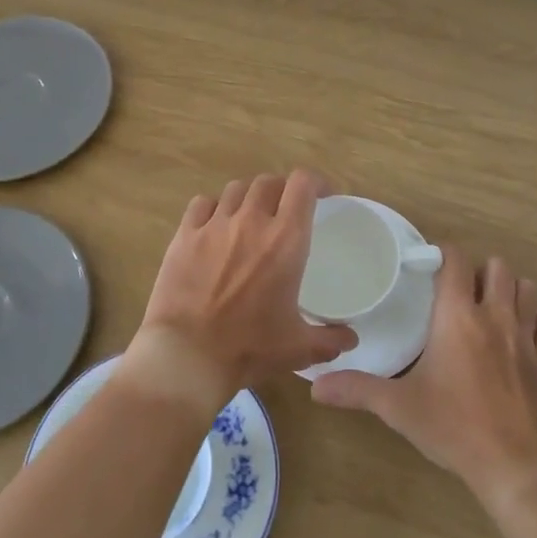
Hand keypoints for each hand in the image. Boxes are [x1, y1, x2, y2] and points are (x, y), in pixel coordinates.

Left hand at [124, 170, 356, 413]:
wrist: (188, 356)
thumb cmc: (249, 348)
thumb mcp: (299, 348)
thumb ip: (330, 340)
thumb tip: (351, 338)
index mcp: (285, 240)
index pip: (303, 185)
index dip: (315, 182)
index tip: (323, 196)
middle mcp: (251, 221)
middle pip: (269, 182)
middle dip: (281, 190)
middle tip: (285, 210)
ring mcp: (214, 225)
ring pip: (236, 189)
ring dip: (249, 197)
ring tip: (250, 215)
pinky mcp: (185, 235)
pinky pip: (202, 204)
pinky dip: (213, 208)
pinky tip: (215, 225)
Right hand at [312, 247, 536, 506]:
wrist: (514, 464)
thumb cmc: (453, 426)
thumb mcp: (399, 407)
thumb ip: (357, 390)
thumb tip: (315, 386)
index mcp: (457, 316)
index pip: (456, 261)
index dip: (443, 254)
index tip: (429, 266)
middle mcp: (495, 315)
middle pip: (497, 266)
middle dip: (479, 271)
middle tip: (460, 292)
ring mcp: (527, 336)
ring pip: (528, 288)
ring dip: (511, 289)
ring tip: (493, 305)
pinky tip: (526, 327)